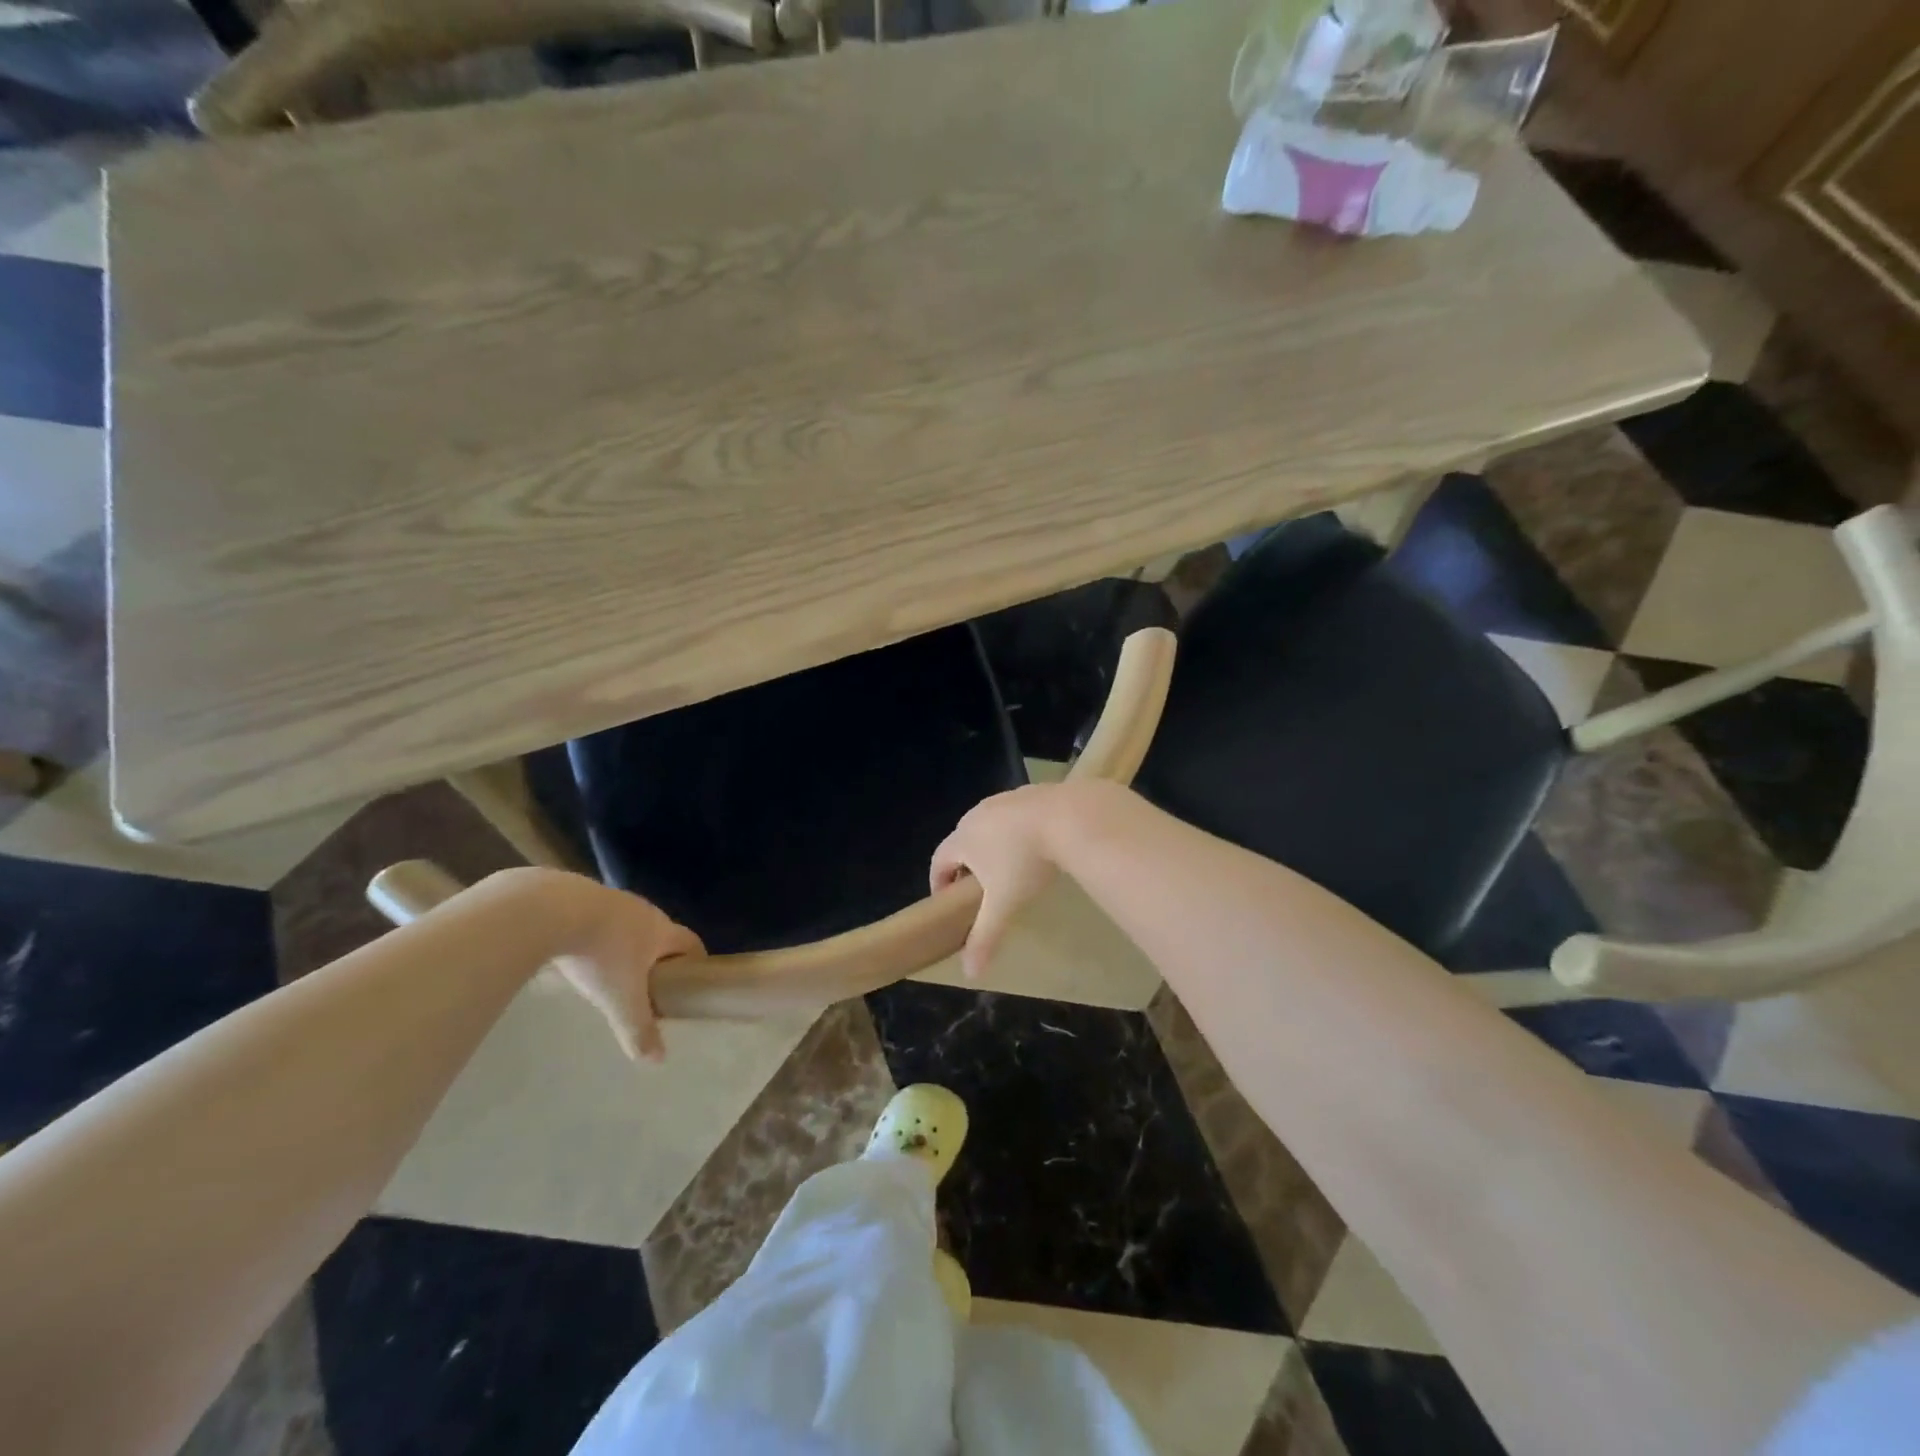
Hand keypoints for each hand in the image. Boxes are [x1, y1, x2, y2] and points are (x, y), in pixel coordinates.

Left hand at [545, 876, 702, 1061]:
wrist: (550, 910)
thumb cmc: (600, 954)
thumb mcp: (620, 999)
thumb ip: (638, 1029)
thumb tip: (659, 1060)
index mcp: (661, 930)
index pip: (691, 942)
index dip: (696, 960)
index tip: (692, 980)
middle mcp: (643, 910)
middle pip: (659, 932)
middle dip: (657, 956)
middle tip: (647, 983)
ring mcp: (610, 899)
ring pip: (626, 924)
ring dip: (623, 944)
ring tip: (608, 970)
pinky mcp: (578, 895)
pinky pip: (595, 918)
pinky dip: (593, 935)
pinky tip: (574, 952)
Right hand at [931, 784, 1071, 978]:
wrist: (1068, 817)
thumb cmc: (1026, 862)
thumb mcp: (1003, 904)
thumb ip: (984, 937)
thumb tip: (969, 973)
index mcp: (963, 838)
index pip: (939, 860)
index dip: (939, 882)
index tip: (947, 902)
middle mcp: (976, 815)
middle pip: (961, 840)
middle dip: (965, 864)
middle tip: (978, 889)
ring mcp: (1003, 800)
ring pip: (987, 825)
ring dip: (990, 845)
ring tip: (1007, 867)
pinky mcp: (1028, 792)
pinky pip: (1012, 815)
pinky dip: (1015, 831)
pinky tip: (1034, 844)